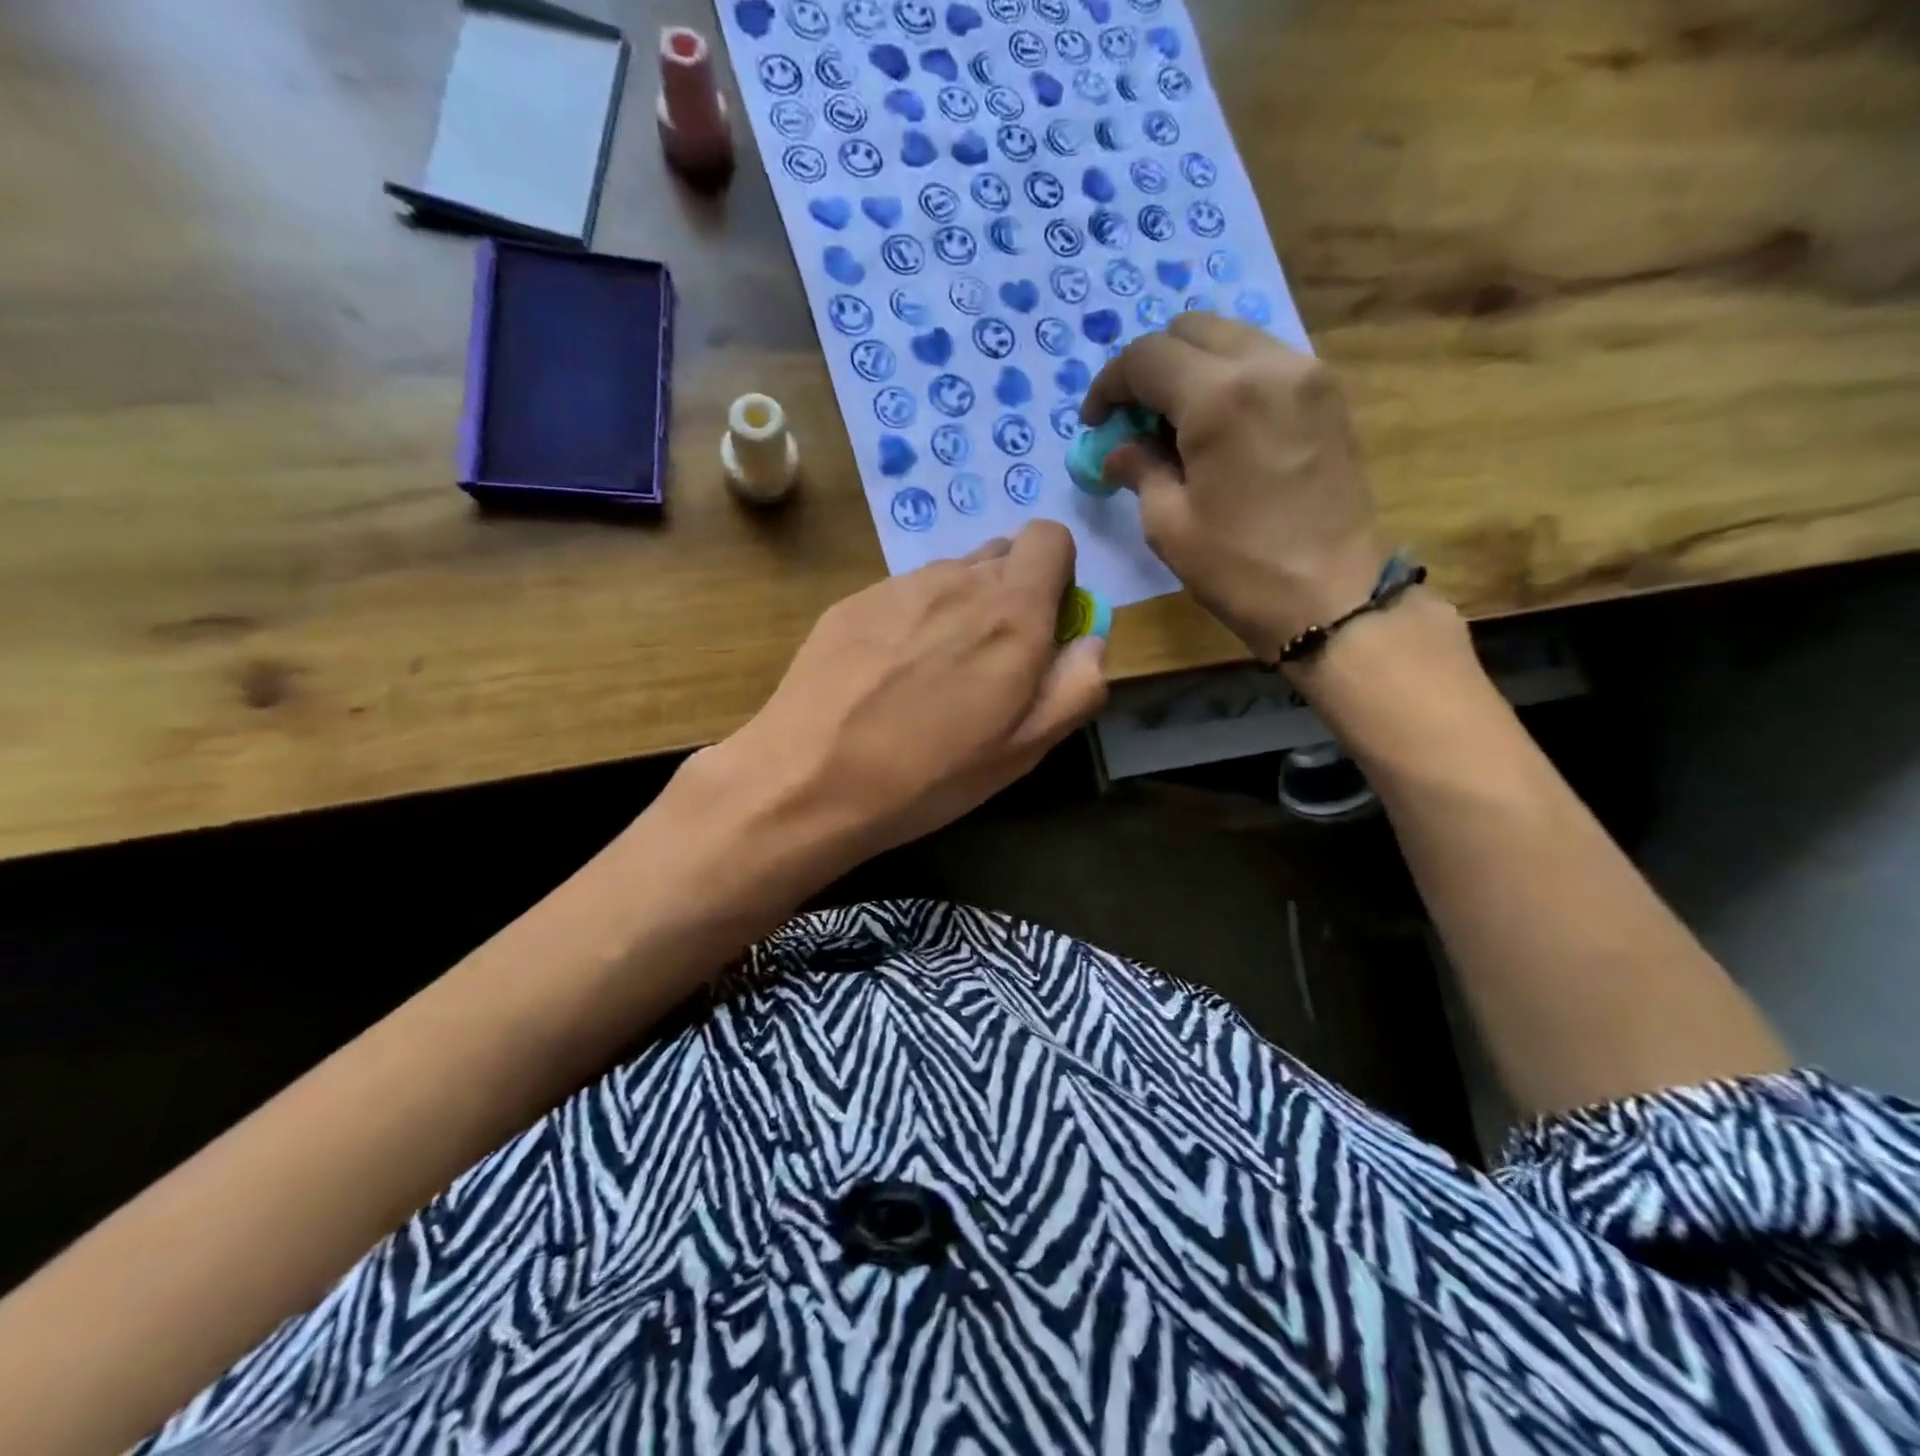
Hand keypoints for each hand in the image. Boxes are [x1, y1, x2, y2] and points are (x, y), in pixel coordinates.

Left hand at [704, 522, 1107, 864]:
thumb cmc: (930, 775)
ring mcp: (898, 586)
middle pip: (1000, 557)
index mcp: (1011, 612)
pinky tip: (885, 674)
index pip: (1050, 537)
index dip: (1056, 574)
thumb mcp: (1024, 750)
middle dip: (1009, 595)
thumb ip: (1076, 685)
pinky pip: (902, 595)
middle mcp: (957, 581)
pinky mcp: (852, 601)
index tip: (1043, 623)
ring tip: (930, 674)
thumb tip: (1090, 640)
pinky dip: (911, 620)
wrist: (810, 778)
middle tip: (987, 661)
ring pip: (950, 576)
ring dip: (958, 608)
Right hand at [1084, 314, 1386, 661]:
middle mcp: (1267, 364)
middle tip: (1134, 420)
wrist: (1332, 596)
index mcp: (1219, 398)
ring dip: (1191, 368)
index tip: (1095, 423)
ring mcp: (1306, 373)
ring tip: (1174, 423)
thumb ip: (1139, 468)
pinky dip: (1229, 377)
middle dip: (1150, 367)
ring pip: (1231, 337)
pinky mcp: (1327, 393)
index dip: (1109, 385)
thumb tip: (1118, 450)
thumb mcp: (1168, 524)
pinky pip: (1264, 359)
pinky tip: (1217, 426)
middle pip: (1190, 330)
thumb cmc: (1240, 568)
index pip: (1146, 357)